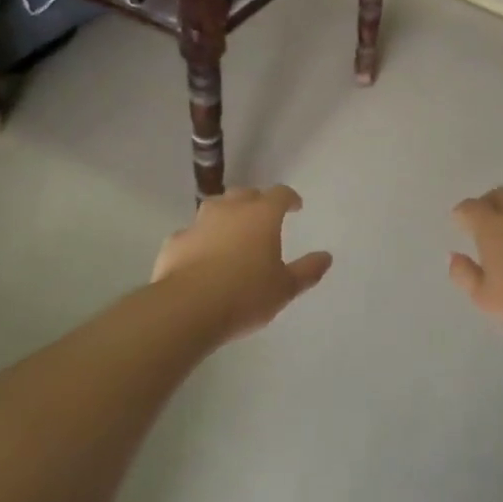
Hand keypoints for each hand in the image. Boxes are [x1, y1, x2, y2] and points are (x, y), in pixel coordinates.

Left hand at [153, 186, 332, 340]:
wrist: (188, 307)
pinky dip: (201, 240)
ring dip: (226, 216)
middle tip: (263, 219)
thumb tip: (326, 257)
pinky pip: (193, 234)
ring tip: (232, 235)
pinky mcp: (175, 241)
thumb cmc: (245, 295)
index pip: (280, 194)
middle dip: (256, 202)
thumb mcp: (285, 288)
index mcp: (262, 215)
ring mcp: (199, 222)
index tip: (295, 207)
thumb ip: (307, 271)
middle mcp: (230, 209)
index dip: (289, 198)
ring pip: (215, 208)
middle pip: (245, 194)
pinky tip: (202, 258)